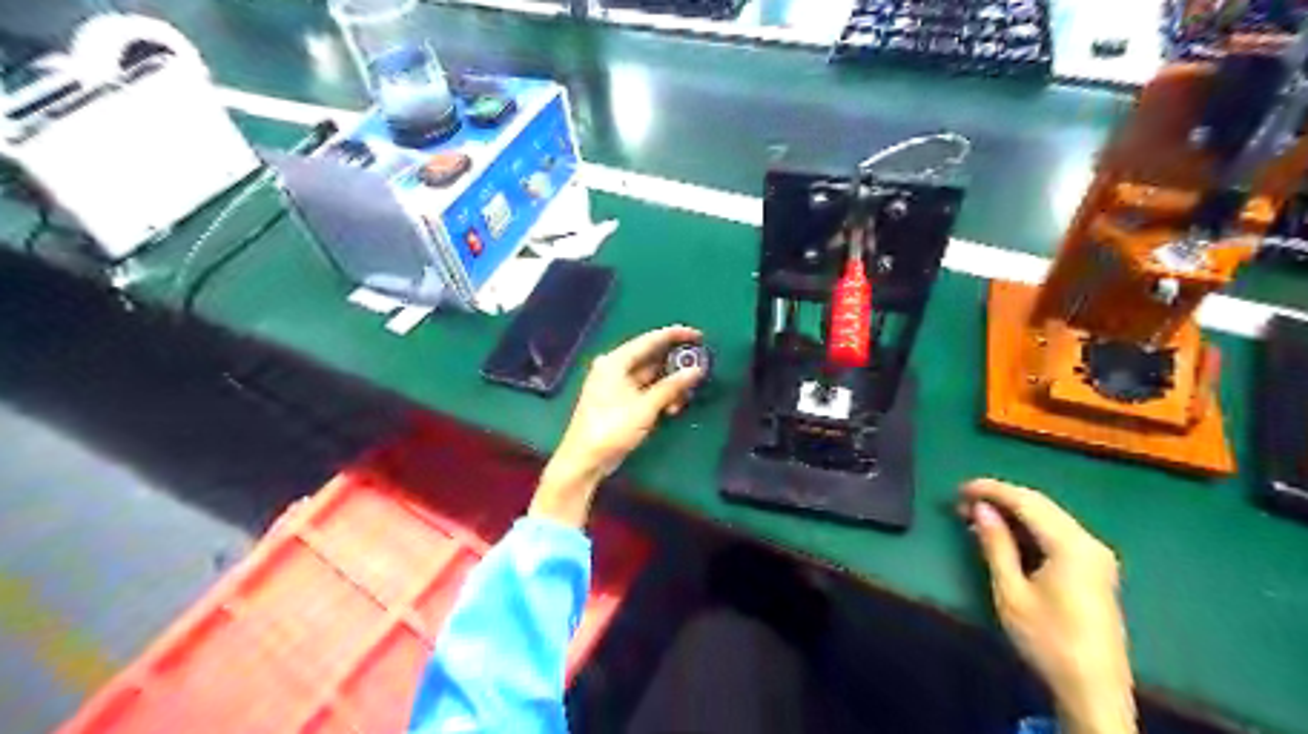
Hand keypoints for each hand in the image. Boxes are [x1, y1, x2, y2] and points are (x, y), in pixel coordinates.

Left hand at [530, 326, 704, 526]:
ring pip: (650, 376)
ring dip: (669, 385)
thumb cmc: (611, 429)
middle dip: (675, 366)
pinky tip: (671, 408)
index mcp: (615, 362)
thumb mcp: (645, 407)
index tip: (699, 336)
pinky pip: (645, 390)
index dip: (676, 336)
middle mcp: (614, 368)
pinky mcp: (619, 401)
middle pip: (651, 358)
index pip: (650, 340)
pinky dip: (659, 395)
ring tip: (685, 398)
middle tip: (699, 369)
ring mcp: (615, 385)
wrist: (584, 460)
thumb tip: (696, 370)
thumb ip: (671, 387)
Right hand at [959, 481, 1135, 733]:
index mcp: (1071, 545)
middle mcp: (1089, 542)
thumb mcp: (1011, 591)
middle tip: (963, 503)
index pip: (1026, 502)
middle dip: (1000, 499)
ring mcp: (1096, 556)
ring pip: (1049, 518)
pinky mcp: (1095, 570)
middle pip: (1040, 505)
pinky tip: (1005, 535)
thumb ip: (996, 544)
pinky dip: (1028, 529)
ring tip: (976, 517)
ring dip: (1013, 513)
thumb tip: (981, 509)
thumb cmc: (1047, 640)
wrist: (1094, 690)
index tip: (959, 489)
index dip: (991, 490)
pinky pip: (1057, 534)